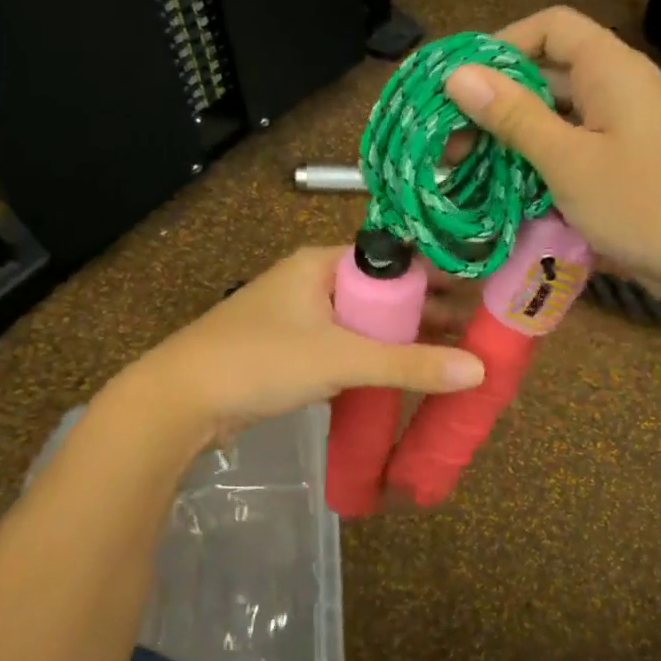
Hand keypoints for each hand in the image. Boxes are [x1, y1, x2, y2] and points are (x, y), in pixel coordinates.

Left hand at [113, 246, 484, 447]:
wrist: (180, 401)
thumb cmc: (260, 361)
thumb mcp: (340, 359)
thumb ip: (408, 365)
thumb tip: (478, 370)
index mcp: (323, 263)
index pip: (395, 259)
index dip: (438, 276)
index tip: (481, 295)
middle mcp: (315, 281)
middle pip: (384, 292)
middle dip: (428, 311)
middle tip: (477, 331)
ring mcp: (303, 316)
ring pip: (367, 322)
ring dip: (405, 338)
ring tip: (455, 354)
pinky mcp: (295, 350)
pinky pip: (349, 346)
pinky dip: (378, 357)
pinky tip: (407, 373)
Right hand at [443, 7, 660, 305]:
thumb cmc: (646, 203)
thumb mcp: (569, 161)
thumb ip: (513, 116)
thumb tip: (458, 75)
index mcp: (611, 68)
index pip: (550, 26)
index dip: (502, 46)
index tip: (462, 85)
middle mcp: (622, 87)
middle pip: (550, 74)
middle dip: (499, 103)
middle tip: (451, 142)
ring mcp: (630, 128)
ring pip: (562, 118)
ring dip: (518, 140)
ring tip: (473, 172)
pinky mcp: (634, 165)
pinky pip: (580, 150)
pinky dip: (546, 165)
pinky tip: (516, 196)